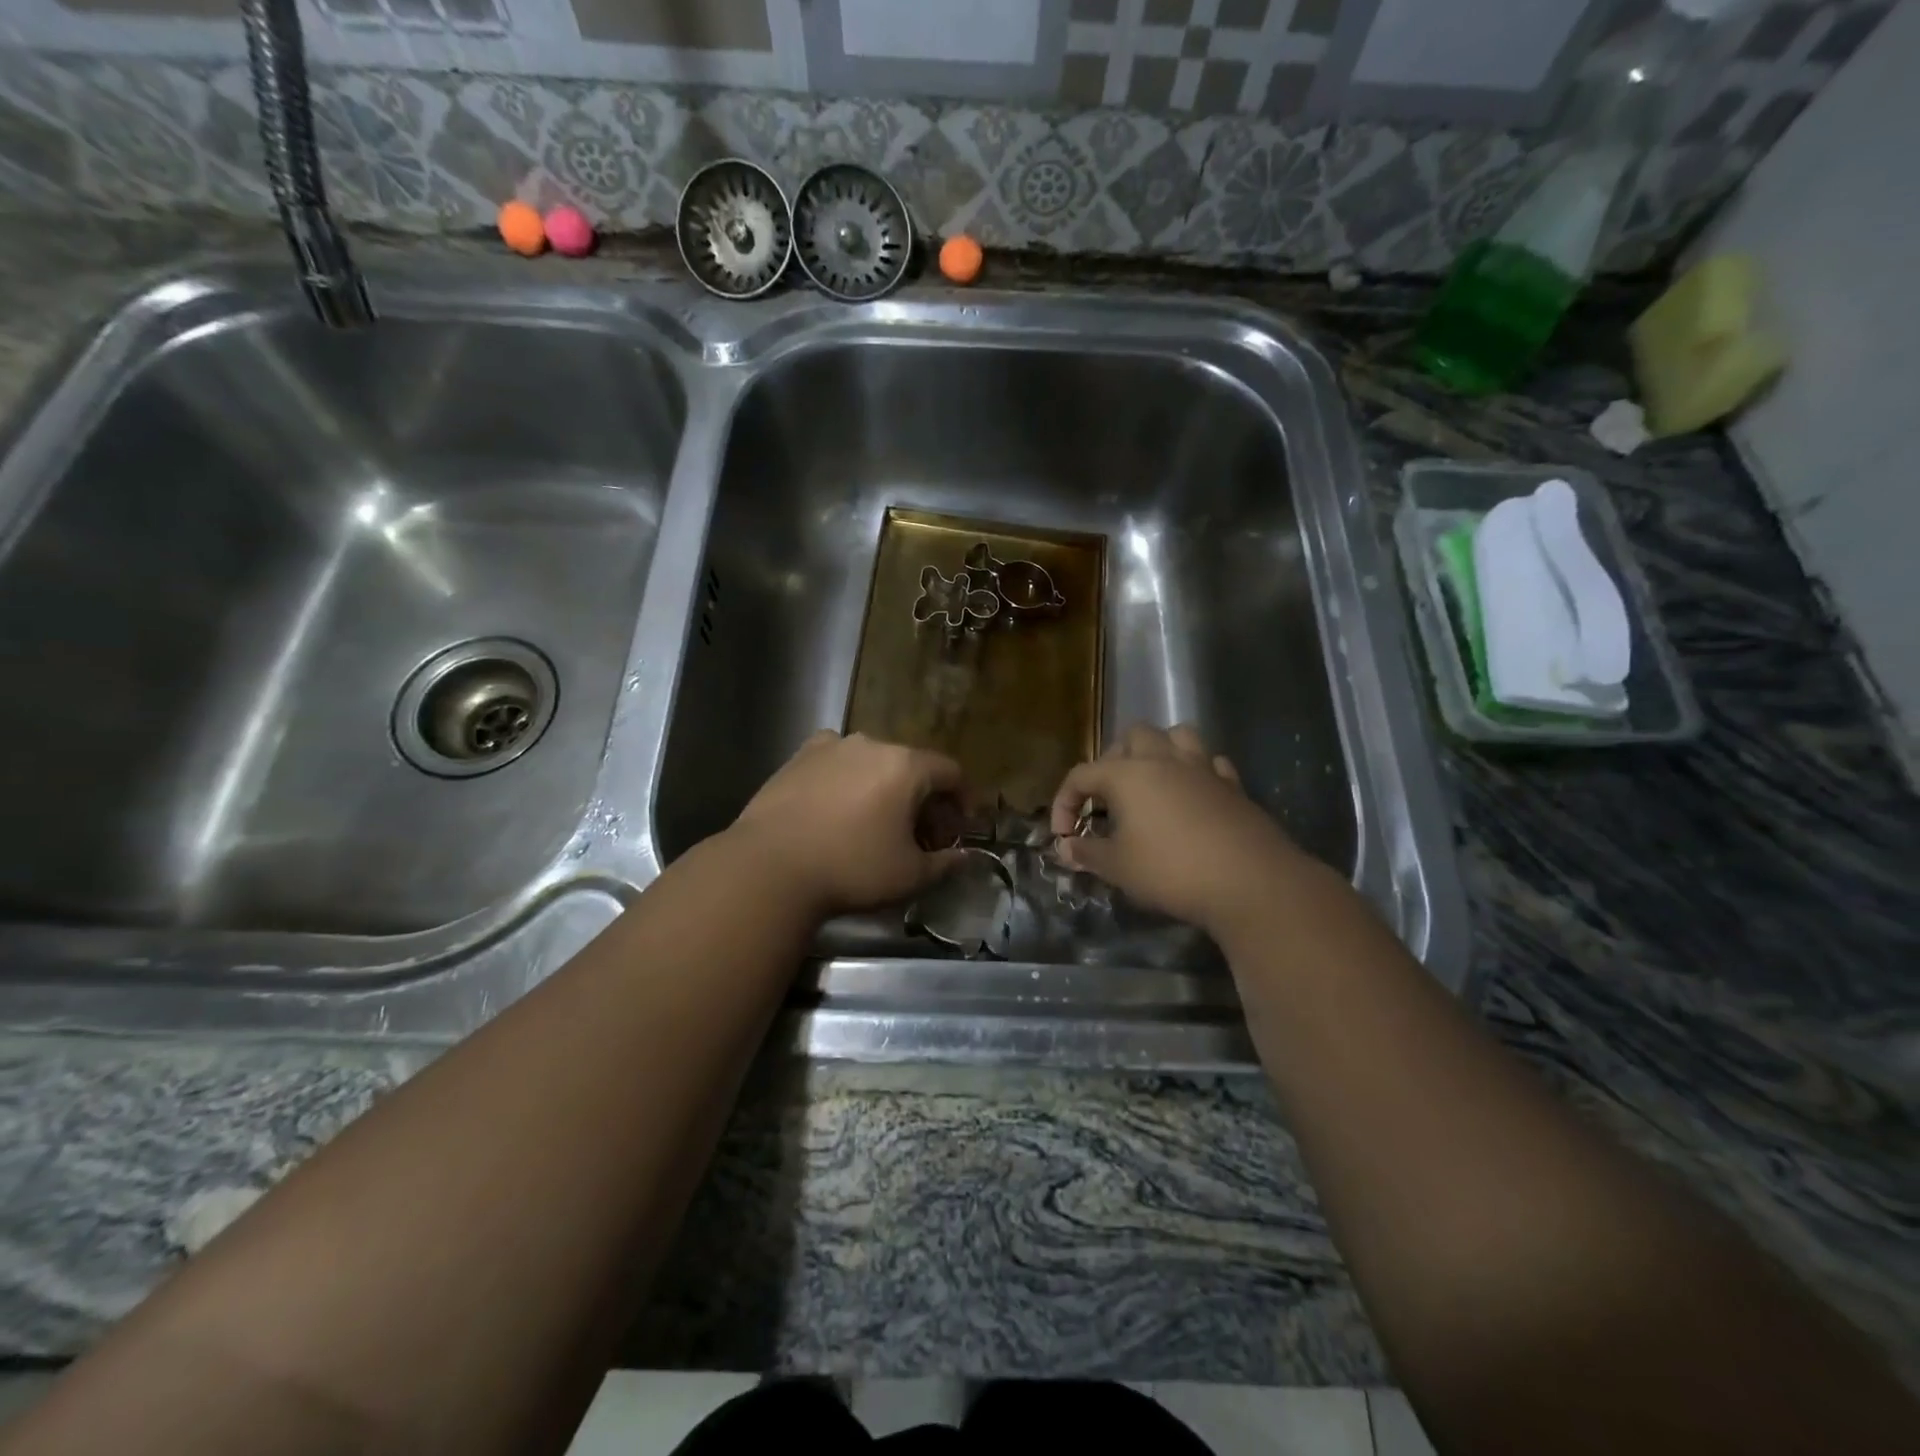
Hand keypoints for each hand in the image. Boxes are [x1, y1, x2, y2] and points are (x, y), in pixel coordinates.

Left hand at [728, 731, 965, 916]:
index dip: (963, 799)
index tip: (961, 828)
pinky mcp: (798, 757)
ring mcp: (831, 746)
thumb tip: (965, 857)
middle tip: (921, 834)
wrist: (769, 867)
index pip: (951, 772)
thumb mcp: (910, 875)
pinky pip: (836, 761)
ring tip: (878, 821)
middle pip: (912, 766)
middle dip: (924, 798)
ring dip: (885, 787)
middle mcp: (872, 744)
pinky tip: (838, 805)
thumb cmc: (851, 868)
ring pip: (873, 762)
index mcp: (906, 766)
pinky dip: (847, 778)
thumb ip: (946, 863)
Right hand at [1048, 724, 1308, 934]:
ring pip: (1177, 736)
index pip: (1082, 774)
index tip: (1064, 836)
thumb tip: (1065, 848)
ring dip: (1158, 751)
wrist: (1250, 882)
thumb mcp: (1118, 868)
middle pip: (1132, 737)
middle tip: (1107, 798)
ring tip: (1150, 781)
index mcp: (1128, 774)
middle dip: (1113, 761)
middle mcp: (1164, 760)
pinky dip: (1196, 771)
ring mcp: (1203, 769)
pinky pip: (1210, 762)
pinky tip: (1192, 793)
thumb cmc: (1172, 871)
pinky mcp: (1233, 785)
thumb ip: (1087, 853)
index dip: (1064, 802)